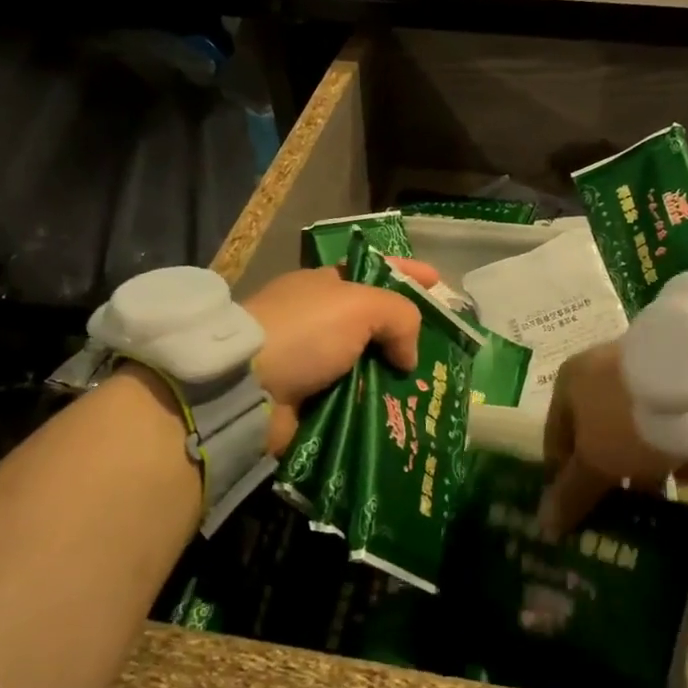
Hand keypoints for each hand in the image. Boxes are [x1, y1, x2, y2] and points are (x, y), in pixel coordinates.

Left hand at [244, 259, 441, 453]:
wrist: (244, 388)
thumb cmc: (304, 332)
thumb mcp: (359, 306)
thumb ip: (399, 317)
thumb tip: (407, 356)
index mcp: (325, 286)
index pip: (375, 271)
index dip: (408, 274)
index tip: (439, 284)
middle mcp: (318, 320)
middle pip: (374, 323)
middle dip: (408, 335)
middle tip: (443, 351)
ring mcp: (312, 362)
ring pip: (367, 365)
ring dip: (394, 378)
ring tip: (429, 392)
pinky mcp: (308, 400)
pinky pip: (353, 401)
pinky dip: (375, 407)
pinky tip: (402, 415)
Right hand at [541, 341, 687, 537]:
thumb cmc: (629, 420)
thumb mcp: (596, 463)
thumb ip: (571, 494)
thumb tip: (545, 526)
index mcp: (569, 383)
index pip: (555, 440)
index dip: (564, 480)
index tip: (580, 514)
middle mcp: (599, 373)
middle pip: (597, 436)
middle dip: (610, 475)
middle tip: (622, 511)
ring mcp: (640, 375)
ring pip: (634, 432)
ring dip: (646, 467)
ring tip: (662, 499)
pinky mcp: (678, 383)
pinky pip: (666, 424)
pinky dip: (675, 449)